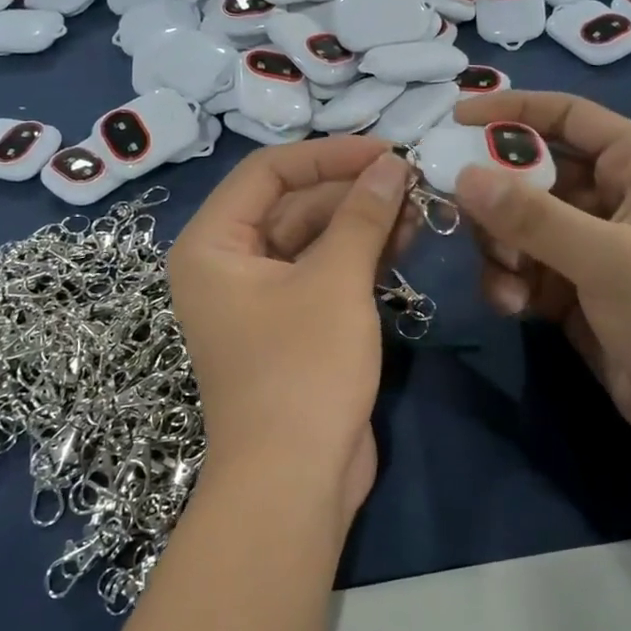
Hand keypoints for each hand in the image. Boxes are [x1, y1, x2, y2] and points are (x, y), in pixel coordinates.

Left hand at [169, 137, 414, 518]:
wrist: (295, 480)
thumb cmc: (302, 369)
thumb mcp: (335, 282)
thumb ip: (363, 215)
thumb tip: (392, 165)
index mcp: (213, 245)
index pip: (268, 173)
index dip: (328, 155)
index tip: (386, 150)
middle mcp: (228, 266)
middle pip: (292, 205)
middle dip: (351, 191)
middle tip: (412, 180)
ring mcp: (260, 299)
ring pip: (313, 240)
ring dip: (361, 222)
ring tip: (418, 206)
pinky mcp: (291, 327)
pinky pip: (322, 274)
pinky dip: (359, 257)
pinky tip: (404, 240)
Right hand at [452, 91, 630, 478]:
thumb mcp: (609, 259)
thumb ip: (534, 217)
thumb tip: (464, 176)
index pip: (567, 117)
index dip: (511, 112)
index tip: (455, 118)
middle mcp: (614, 197)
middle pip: (533, 174)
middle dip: (498, 198)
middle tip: (464, 218)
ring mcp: (592, 247)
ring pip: (520, 226)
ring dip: (501, 250)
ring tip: (508, 283)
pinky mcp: (574, 290)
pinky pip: (523, 268)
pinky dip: (510, 283)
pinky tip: (514, 307)